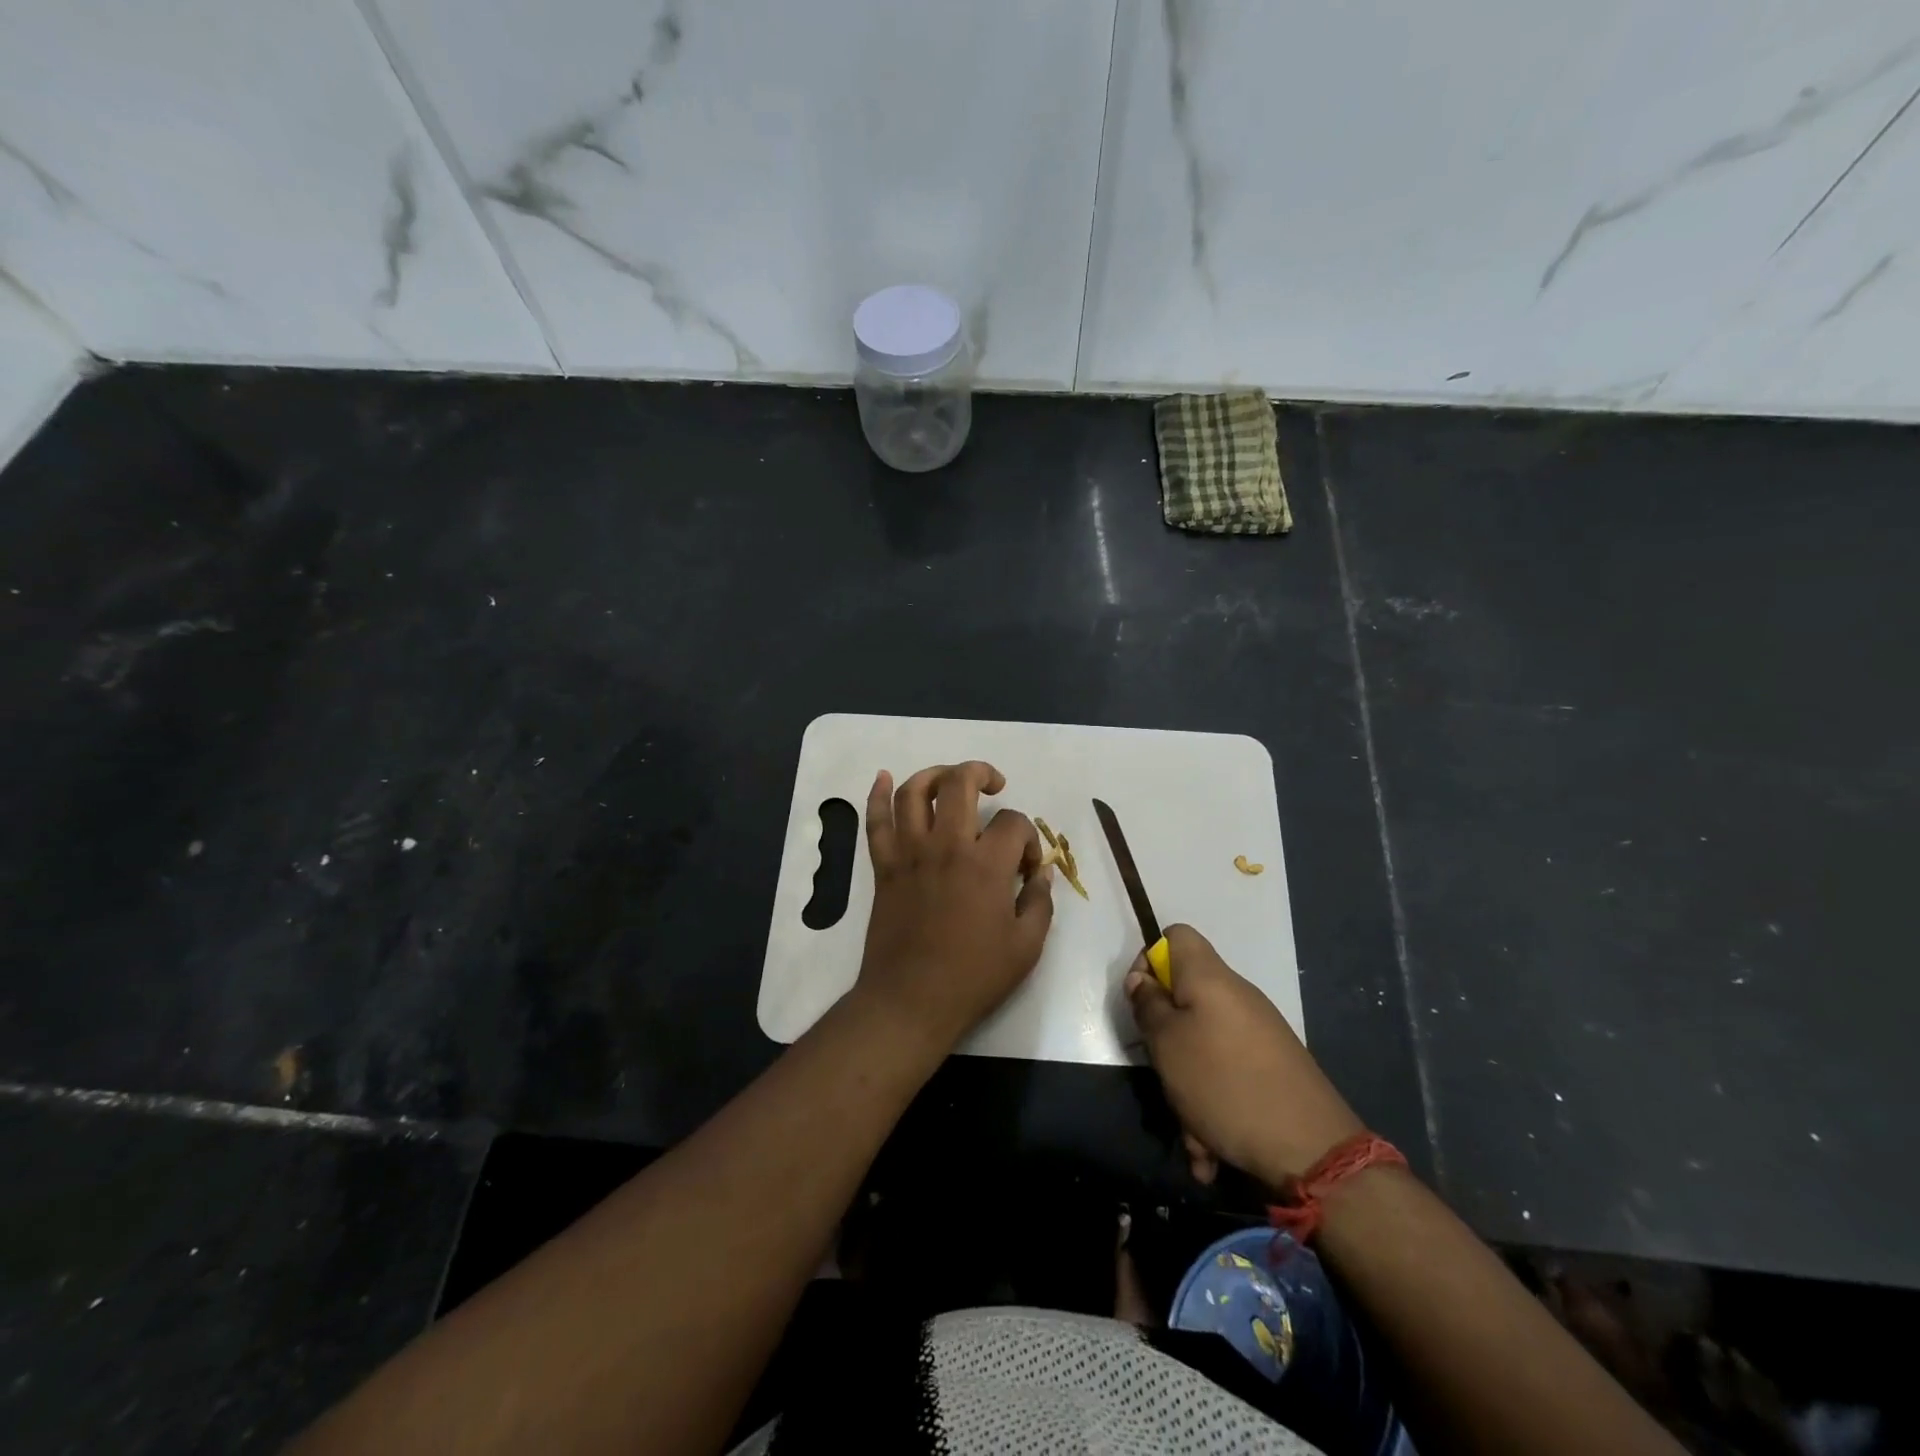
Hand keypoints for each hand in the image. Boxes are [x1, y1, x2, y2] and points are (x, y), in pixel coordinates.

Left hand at [855, 762, 1054, 1054]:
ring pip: (914, 792)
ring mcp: (910, 853)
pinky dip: (877, 795)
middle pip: (960, 784)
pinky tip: (884, 777)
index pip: (1014, 822)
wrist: (911, 1000)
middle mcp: (946, 846)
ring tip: (950, 780)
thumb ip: (1039, 902)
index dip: (1029, 837)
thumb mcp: (1026, 946)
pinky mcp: (884, 867)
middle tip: (994, 785)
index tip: (1027, 866)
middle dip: (982, 773)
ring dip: (934, 774)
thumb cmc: (973, 977)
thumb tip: (1041, 872)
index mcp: (986, 865)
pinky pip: (876, 822)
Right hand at [1125, 924, 1361, 1188]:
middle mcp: (1236, 997)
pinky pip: (1227, 1075)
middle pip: (1185, 997)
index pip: (1175, 936)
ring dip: (1187, 1087)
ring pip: (1203, 1046)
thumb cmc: (1224, 1083)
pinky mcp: (1272, 1068)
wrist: (1312, 1149)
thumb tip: (1143, 980)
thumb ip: (1148, 1005)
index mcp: (1209, 978)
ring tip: (1191, 1134)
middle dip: (1165, 1039)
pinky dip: (1213, 1107)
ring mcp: (1258, 1033)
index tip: (1141, 1001)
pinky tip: (1211, 1150)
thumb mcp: (1167, 1043)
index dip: (1149, 961)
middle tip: (1160, 1070)